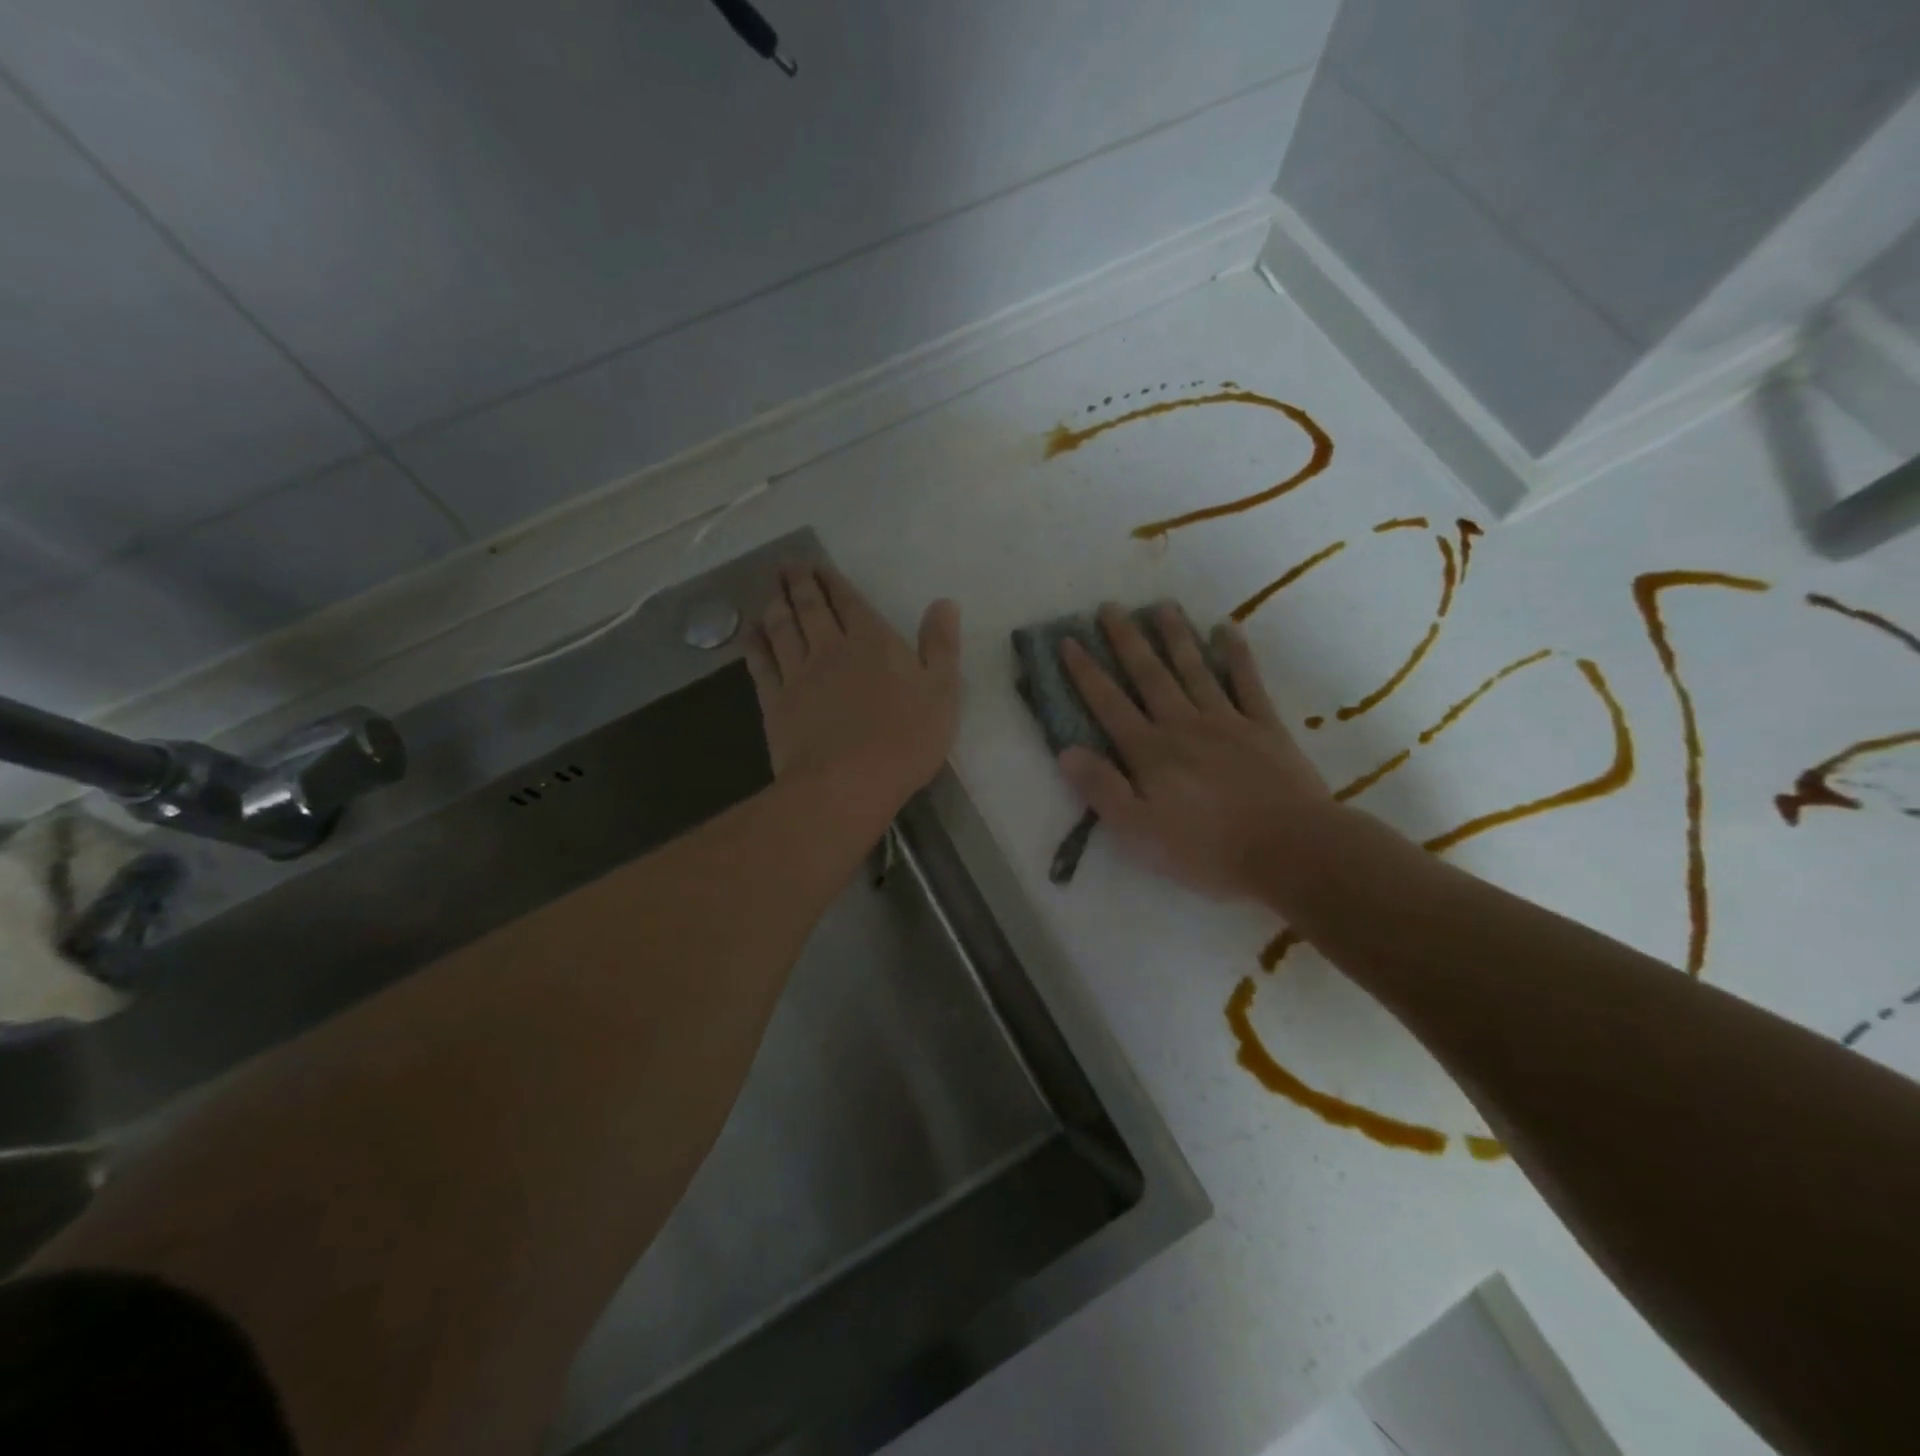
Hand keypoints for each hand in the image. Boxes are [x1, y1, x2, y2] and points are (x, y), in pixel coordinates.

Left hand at [745, 564, 961, 815]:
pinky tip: (751, 632)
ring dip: (775, 604)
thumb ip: (940, 646)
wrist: (848, 783)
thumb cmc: (904, 740)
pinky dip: (754, 644)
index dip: (833, 581)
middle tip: (787, 566)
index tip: (818, 565)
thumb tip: (944, 603)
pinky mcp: (776, 703)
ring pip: (782, 629)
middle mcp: (830, 649)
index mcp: (871, 642)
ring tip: (769, 588)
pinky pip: (761, 664)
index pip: (849, 602)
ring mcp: (798, 675)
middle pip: (810, 608)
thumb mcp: (942, 692)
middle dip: (799, 583)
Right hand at [1057, 603, 1332, 902]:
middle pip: (1149, 675)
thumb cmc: (1208, 850)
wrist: (1292, 850)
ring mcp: (1227, 721)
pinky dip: (1235, 654)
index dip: (1086, 672)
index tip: (1069, 641)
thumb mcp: (1139, 832)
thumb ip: (1102, 789)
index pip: (1109, 704)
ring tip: (1161, 605)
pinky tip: (1226, 630)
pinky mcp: (1264, 727)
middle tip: (1109, 607)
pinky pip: (1246, 682)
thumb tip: (1066, 750)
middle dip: (1126, 640)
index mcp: (1150, 751)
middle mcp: (1183, 725)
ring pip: (1194, 669)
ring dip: (1175, 636)